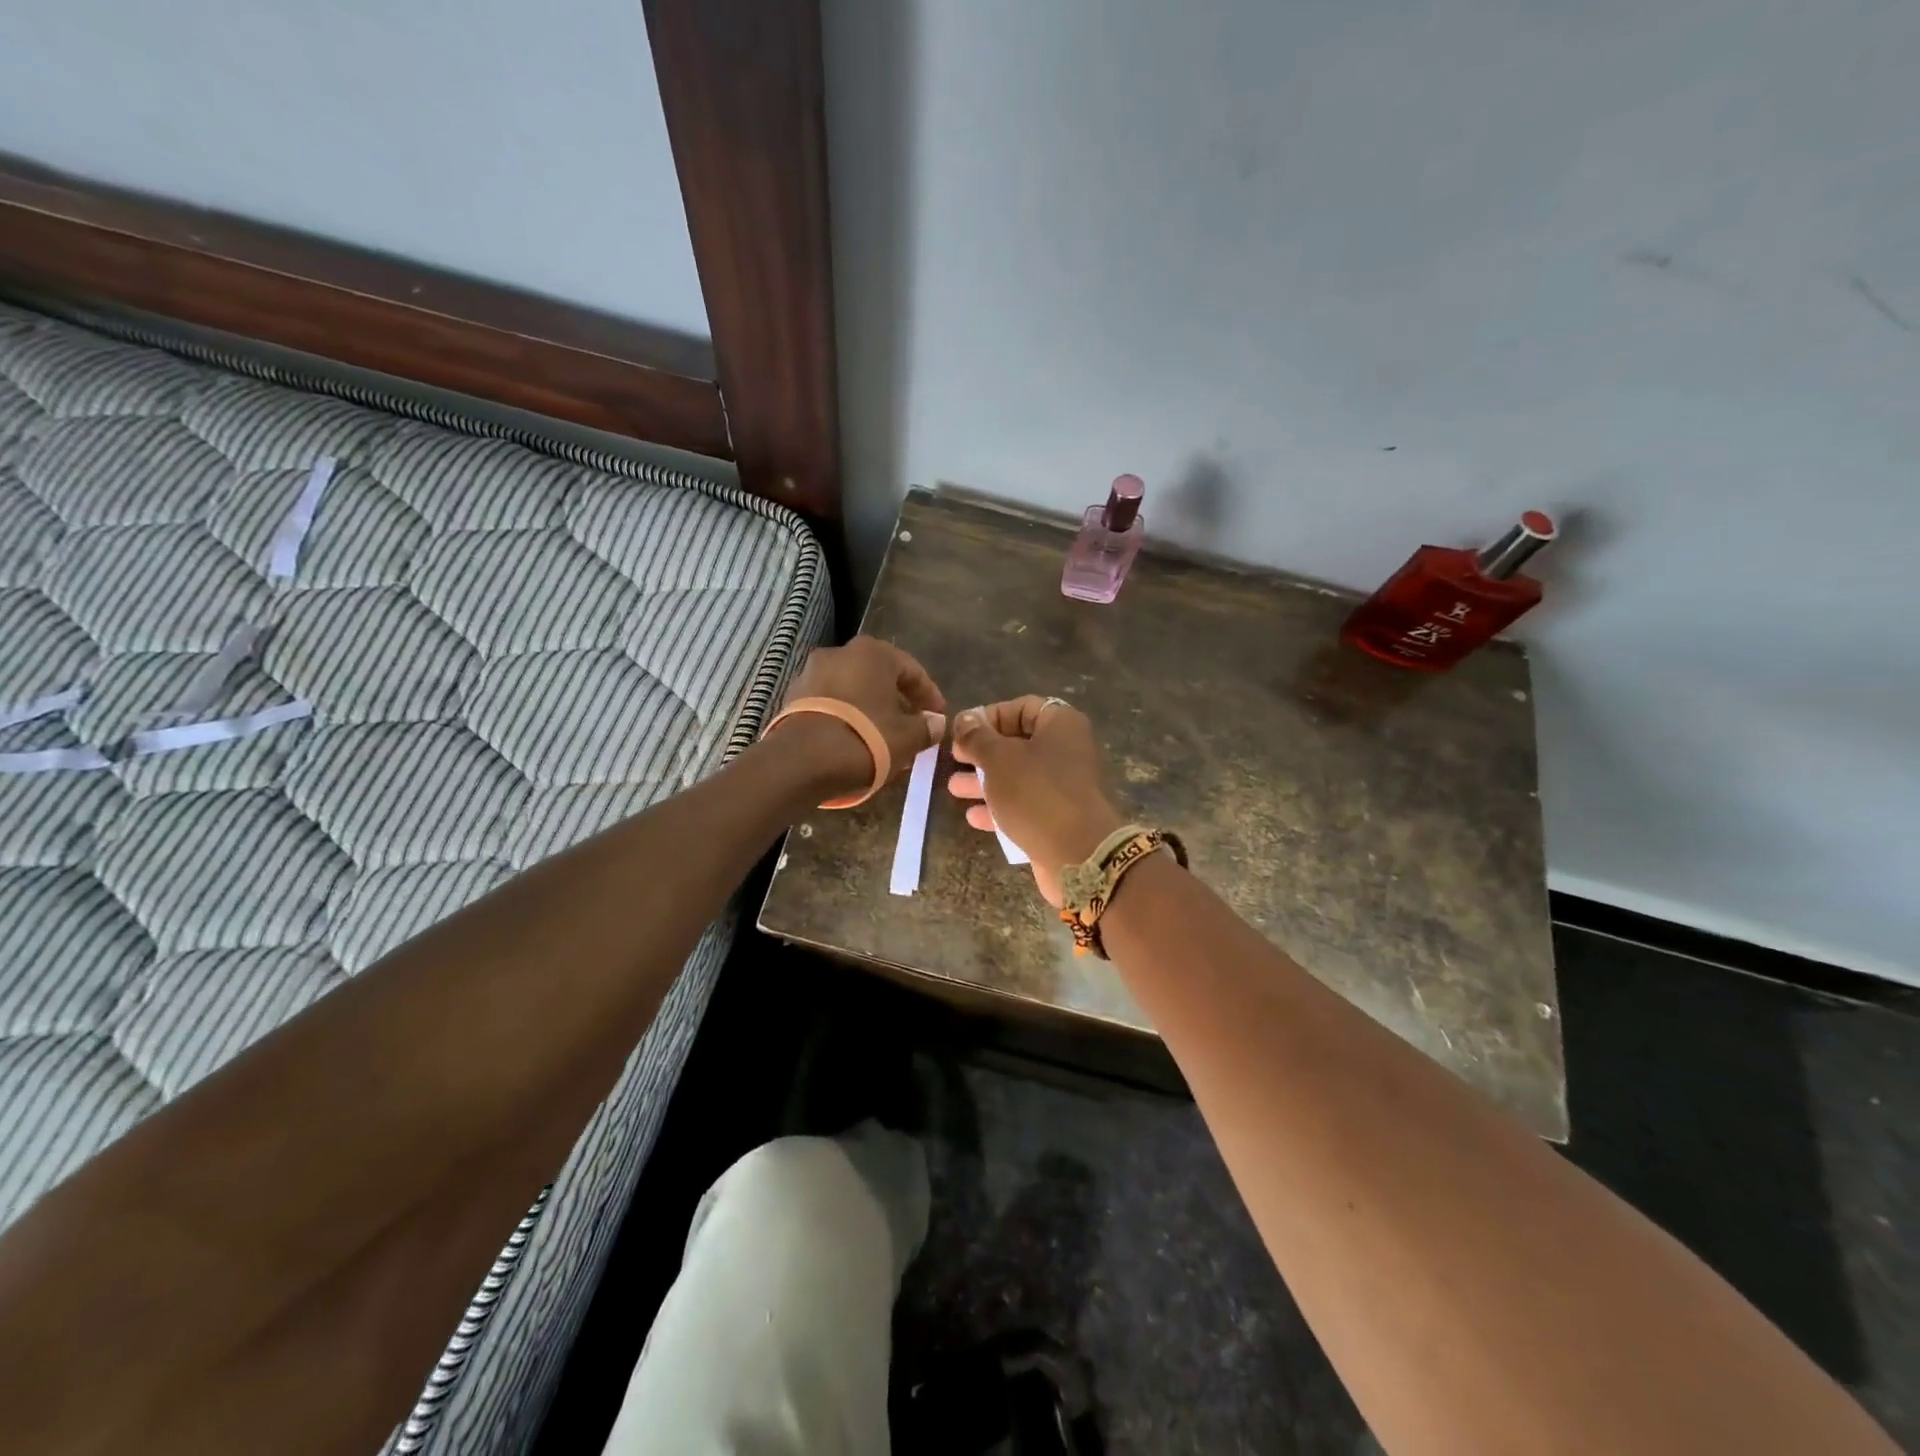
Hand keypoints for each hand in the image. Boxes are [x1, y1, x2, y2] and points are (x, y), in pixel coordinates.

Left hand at [772, 636, 946, 797]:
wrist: (801, 762)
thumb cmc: (865, 739)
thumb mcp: (906, 737)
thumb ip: (926, 727)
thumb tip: (936, 723)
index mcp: (872, 653)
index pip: (911, 670)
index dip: (929, 695)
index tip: (937, 716)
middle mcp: (840, 653)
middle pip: (879, 677)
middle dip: (897, 701)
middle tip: (912, 726)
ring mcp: (811, 673)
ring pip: (854, 690)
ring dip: (871, 709)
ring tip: (884, 737)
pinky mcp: (794, 697)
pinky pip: (832, 704)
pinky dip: (848, 717)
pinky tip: (856, 740)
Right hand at [948, 696, 1125, 905]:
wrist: (1077, 854)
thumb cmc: (1035, 793)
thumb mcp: (998, 759)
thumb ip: (976, 737)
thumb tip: (964, 719)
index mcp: (1061, 725)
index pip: (1022, 707)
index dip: (989, 716)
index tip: (961, 731)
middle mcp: (1067, 750)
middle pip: (1018, 743)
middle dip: (982, 752)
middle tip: (953, 759)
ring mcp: (1064, 787)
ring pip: (1018, 776)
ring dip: (985, 781)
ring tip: (953, 788)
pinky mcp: (1059, 818)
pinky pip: (1025, 805)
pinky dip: (1000, 808)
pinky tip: (973, 817)